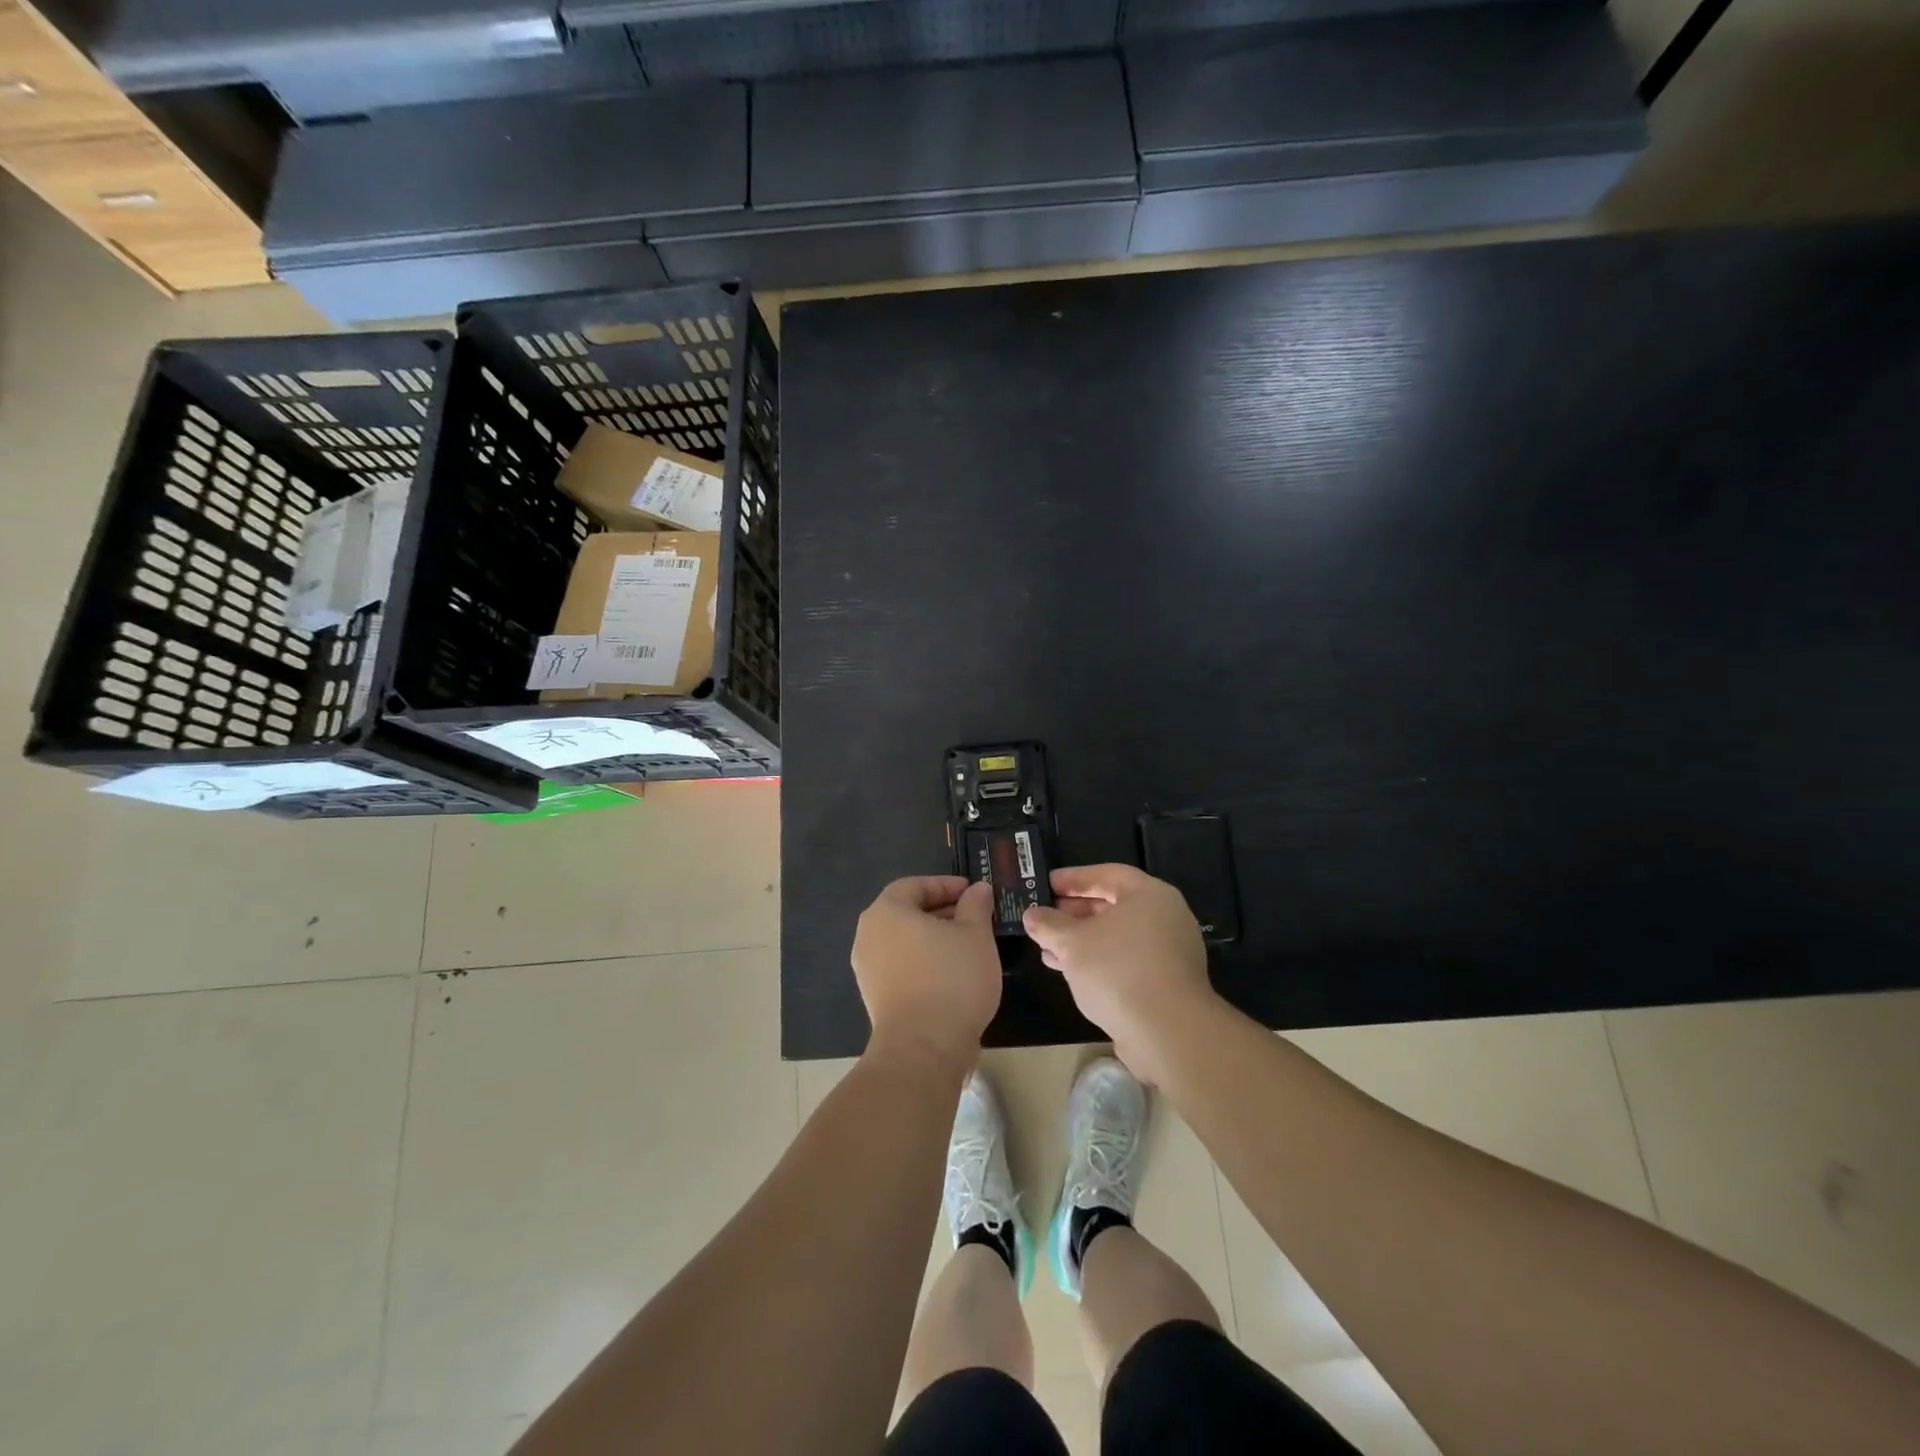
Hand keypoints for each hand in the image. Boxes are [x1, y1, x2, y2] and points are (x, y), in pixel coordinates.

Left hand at [852, 876, 1000, 1071]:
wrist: (923, 1048)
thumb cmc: (951, 979)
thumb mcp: (975, 934)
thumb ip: (976, 906)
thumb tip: (977, 889)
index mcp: (886, 911)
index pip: (914, 885)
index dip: (946, 885)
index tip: (973, 892)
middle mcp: (868, 935)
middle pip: (906, 912)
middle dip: (941, 911)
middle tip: (975, 917)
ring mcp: (868, 969)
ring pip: (904, 941)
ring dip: (934, 938)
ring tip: (968, 946)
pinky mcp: (875, 997)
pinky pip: (902, 967)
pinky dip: (924, 962)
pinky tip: (952, 974)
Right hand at [1022, 864, 1215, 1084]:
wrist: (1167, 1032)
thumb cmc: (1118, 970)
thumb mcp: (1073, 943)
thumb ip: (1049, 925)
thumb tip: (1031, 914)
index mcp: (1150, 895)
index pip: (1107, 875)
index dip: (1073, 878)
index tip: (1045, 884)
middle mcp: (1165, 917)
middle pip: (1113, 906)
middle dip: (1075, 913)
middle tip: (1044, 917)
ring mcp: (1169, 952)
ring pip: (1117, 937)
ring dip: (1082, 941)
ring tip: (1048, 949)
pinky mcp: (1166, 983)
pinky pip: (1125, 961)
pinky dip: (1098, 962)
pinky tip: (1070, 973)